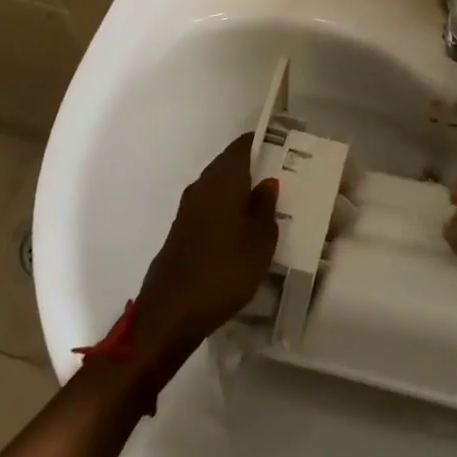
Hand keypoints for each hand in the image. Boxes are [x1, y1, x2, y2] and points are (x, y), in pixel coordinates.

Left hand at [131, 134, 279, 375]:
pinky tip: (243, 228)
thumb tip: (267, 182)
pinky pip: (210, 207)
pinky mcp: (182, 231)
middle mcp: (202, 186)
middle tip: (284, 176)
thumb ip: (265, 207)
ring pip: (219, 187)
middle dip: (255, 167)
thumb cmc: (224, 271)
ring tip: (268, 203)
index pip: (243, 145)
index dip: (264, 142)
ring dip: (241, 190)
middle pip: (230, 164)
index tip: (286, 147)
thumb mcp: (260, 241)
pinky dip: (228, 209)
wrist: (170, 313)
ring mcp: (188, 209)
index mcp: (223, 180)